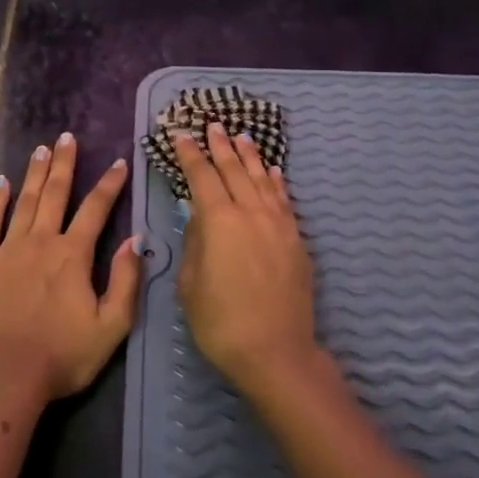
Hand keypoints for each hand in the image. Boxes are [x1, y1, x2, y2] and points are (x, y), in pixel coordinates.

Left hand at [0, 132, 143, 402]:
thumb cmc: (62, 355)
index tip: (118, 161)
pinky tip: (2, 183)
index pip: (96, 209)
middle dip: (64, 164)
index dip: (109, 184)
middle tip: (67, 137)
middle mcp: (41, 241)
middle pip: (55, 193)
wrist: (4, 376)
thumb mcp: (111, 326)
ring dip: (35, 173)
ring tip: (41, 149)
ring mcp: (8, 249)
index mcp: (73, 255)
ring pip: (25, 201)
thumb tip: (136, 240)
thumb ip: (126, 280)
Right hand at [173, 123, 320, 396]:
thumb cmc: (221, 322)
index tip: (182, 135)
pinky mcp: (296, 239)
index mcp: (219, 220)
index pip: (201, 176)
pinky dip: (277, 181)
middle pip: (234, 169)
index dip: (190, 154)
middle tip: (214, 125)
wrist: (276, 352)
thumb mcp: (190, 284)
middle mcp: (250, 212)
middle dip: (221, 146)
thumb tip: (200, 217)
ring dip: (250, 156)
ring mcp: (278, 224)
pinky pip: (284, 200)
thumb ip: (194, 242)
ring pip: (262, 179)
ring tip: (242, 137)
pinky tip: (274, 171)